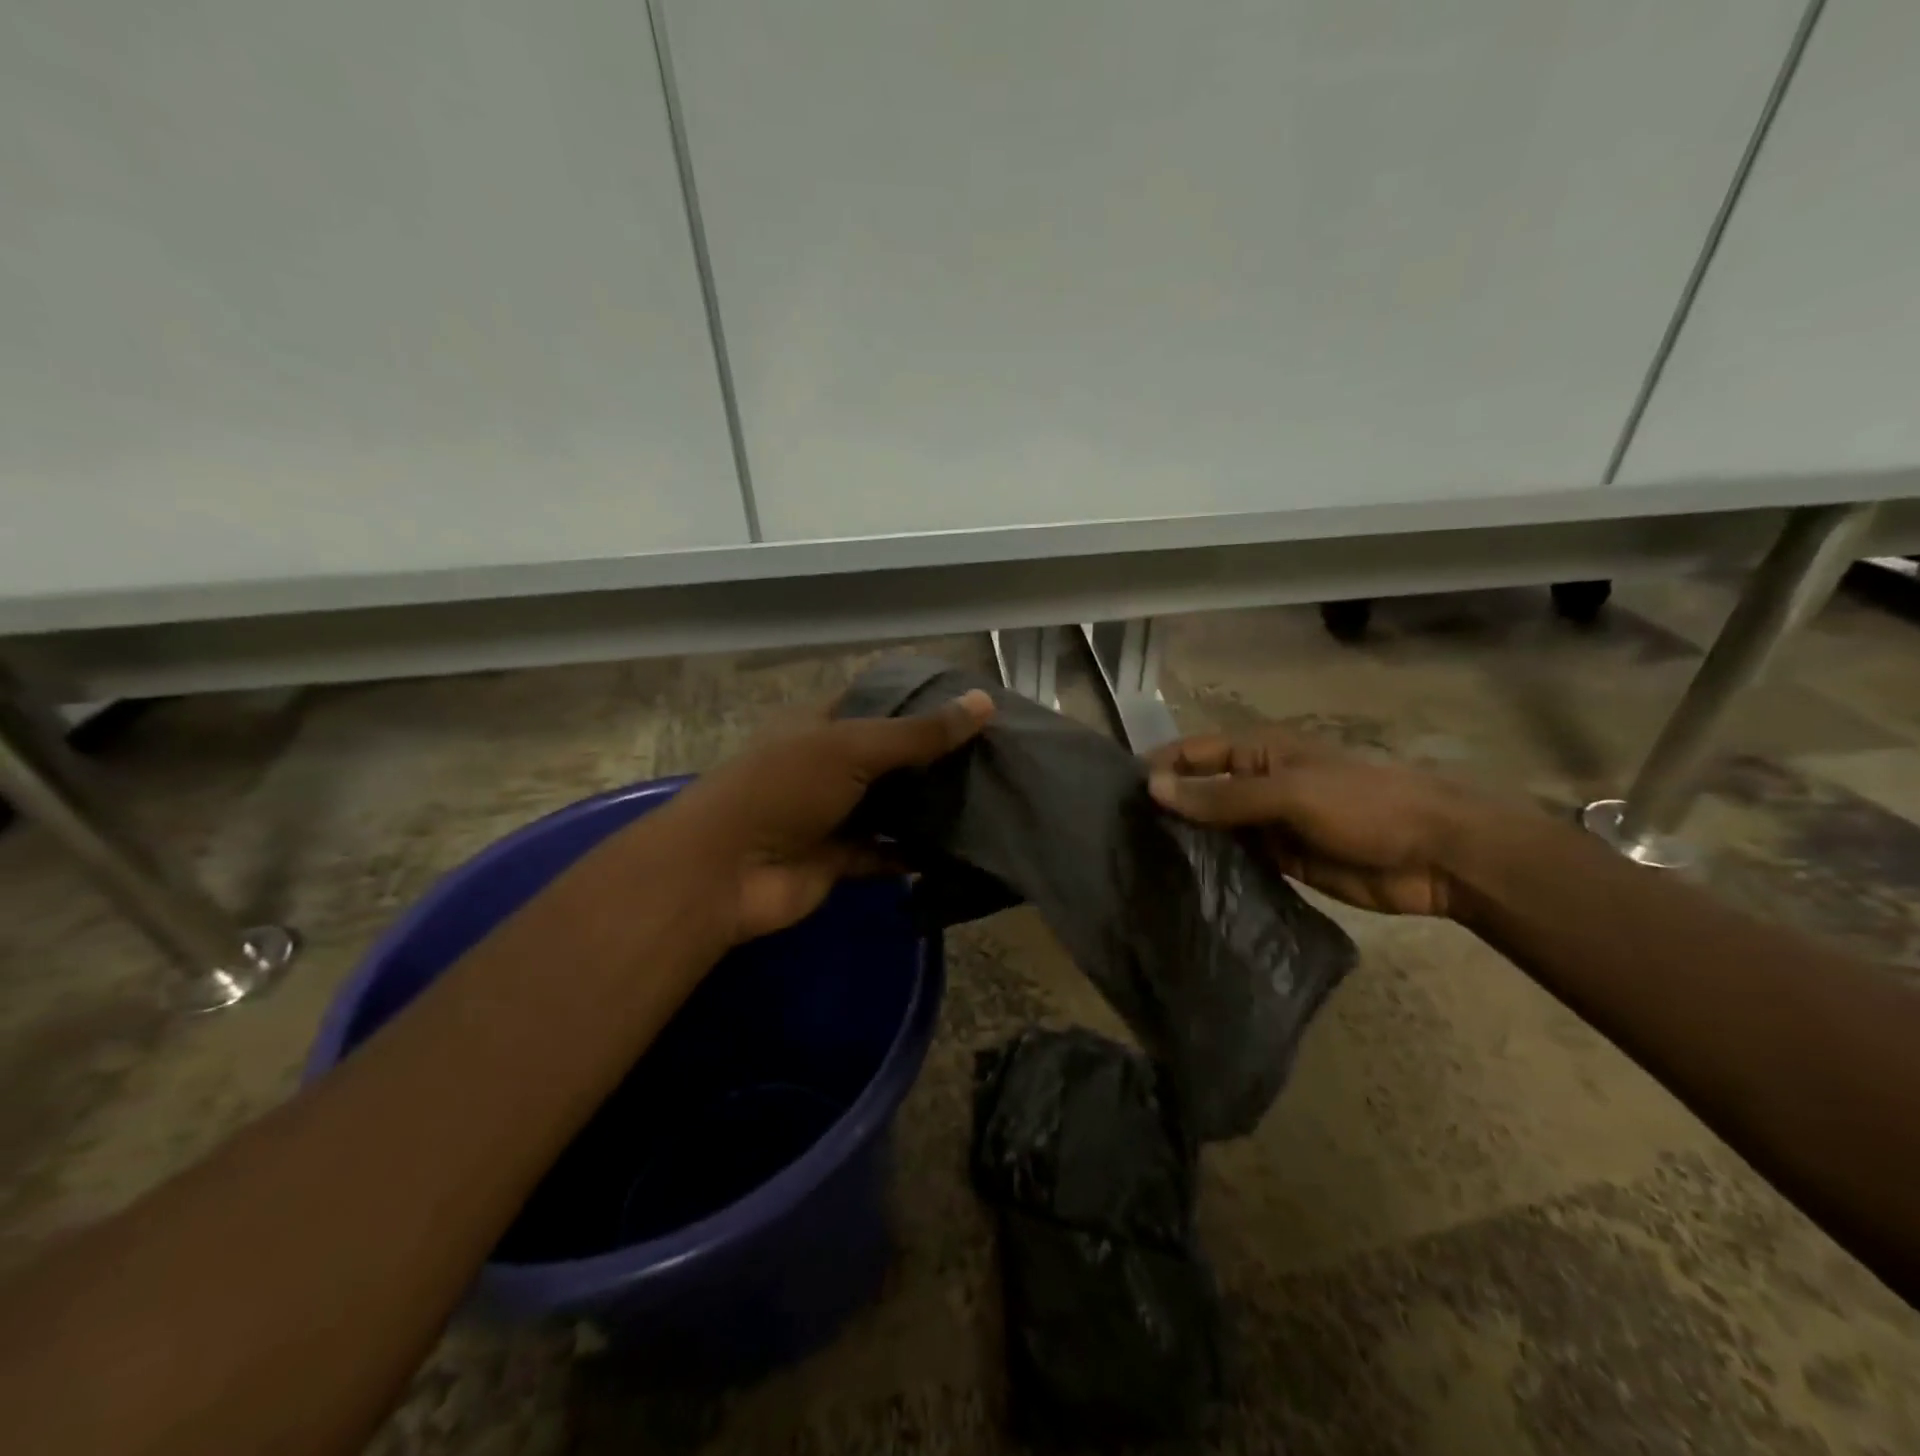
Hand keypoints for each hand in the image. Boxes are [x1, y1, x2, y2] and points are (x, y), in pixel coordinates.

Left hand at [652, 689, 994, 943]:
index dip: (923, 702)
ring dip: (927, 806)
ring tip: (987, 798)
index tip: (976, 708)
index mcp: (820, 724)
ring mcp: (830, 813)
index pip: (879, 703)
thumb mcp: (853, 747)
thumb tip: (984, 703)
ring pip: (889, 806)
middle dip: (934, 758)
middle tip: (995, 756)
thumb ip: (918, 732)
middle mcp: (826, 764)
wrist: (725, 872)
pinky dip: (913, 853)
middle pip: (889, 757)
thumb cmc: (784, 789)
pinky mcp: (836, 858)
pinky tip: (957, 848)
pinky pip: (883, 852)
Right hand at [1146, 731, 1491, 916]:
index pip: (1192, 754)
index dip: (1158, 769)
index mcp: (1258, 752)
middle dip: (1166, 809)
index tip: (1117, 797)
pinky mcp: (1281, 859)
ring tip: (1140, 865)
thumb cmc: (1363, 805)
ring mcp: (1268, 823)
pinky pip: (1237, 860)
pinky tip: (1183, 885)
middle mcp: (1256, 783)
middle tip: (1120, 839)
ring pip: (1214, 828)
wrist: (1438, 855)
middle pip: (1198, 792)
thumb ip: (1221, 795)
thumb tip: (1152, 789)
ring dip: (1187, 841)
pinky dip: (1214, 868)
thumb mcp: (1288, 793)